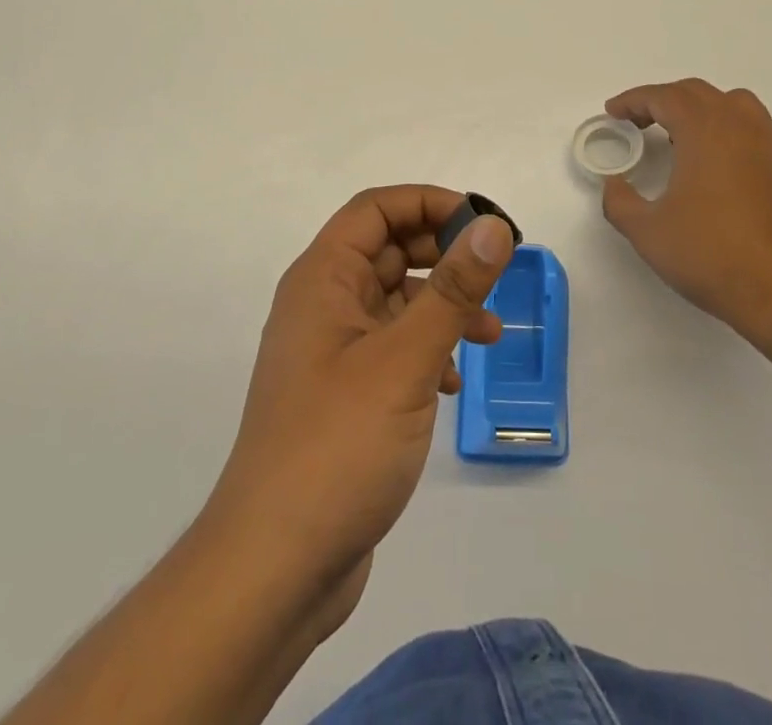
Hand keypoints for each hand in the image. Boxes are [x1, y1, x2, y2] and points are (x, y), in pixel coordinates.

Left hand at [202, 185, 512, 637]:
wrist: (276, 567)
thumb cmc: (337, 446)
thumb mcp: (405, 360)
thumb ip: (453, 290)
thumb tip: (493, 228)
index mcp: (322, 279)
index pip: (375, 209)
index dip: (429, 204)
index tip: (483, 225)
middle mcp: (323, 305)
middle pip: (388, 249)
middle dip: (443, 254)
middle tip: (495, 272)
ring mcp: (333, 352)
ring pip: (396, 301)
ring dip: (443, 306)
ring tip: (490, 333)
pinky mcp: (346, 394)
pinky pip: (394, 347)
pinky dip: (428, 350)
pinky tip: (454, 382)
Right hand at [602, 79, 771, 357]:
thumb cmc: (711, 255)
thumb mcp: (647, 232)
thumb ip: (620, 201)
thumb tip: (614, 184)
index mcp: (704, 129)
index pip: (663, 96)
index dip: (633, 100)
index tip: (614, 112)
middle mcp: (741, 125)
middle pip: (697, 93)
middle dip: (663, 101)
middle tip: (639, 122)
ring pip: (734, 104)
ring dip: (702, 110)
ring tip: (683, 136)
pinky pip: (759, 129)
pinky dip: (734, 130)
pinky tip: (724, 160)